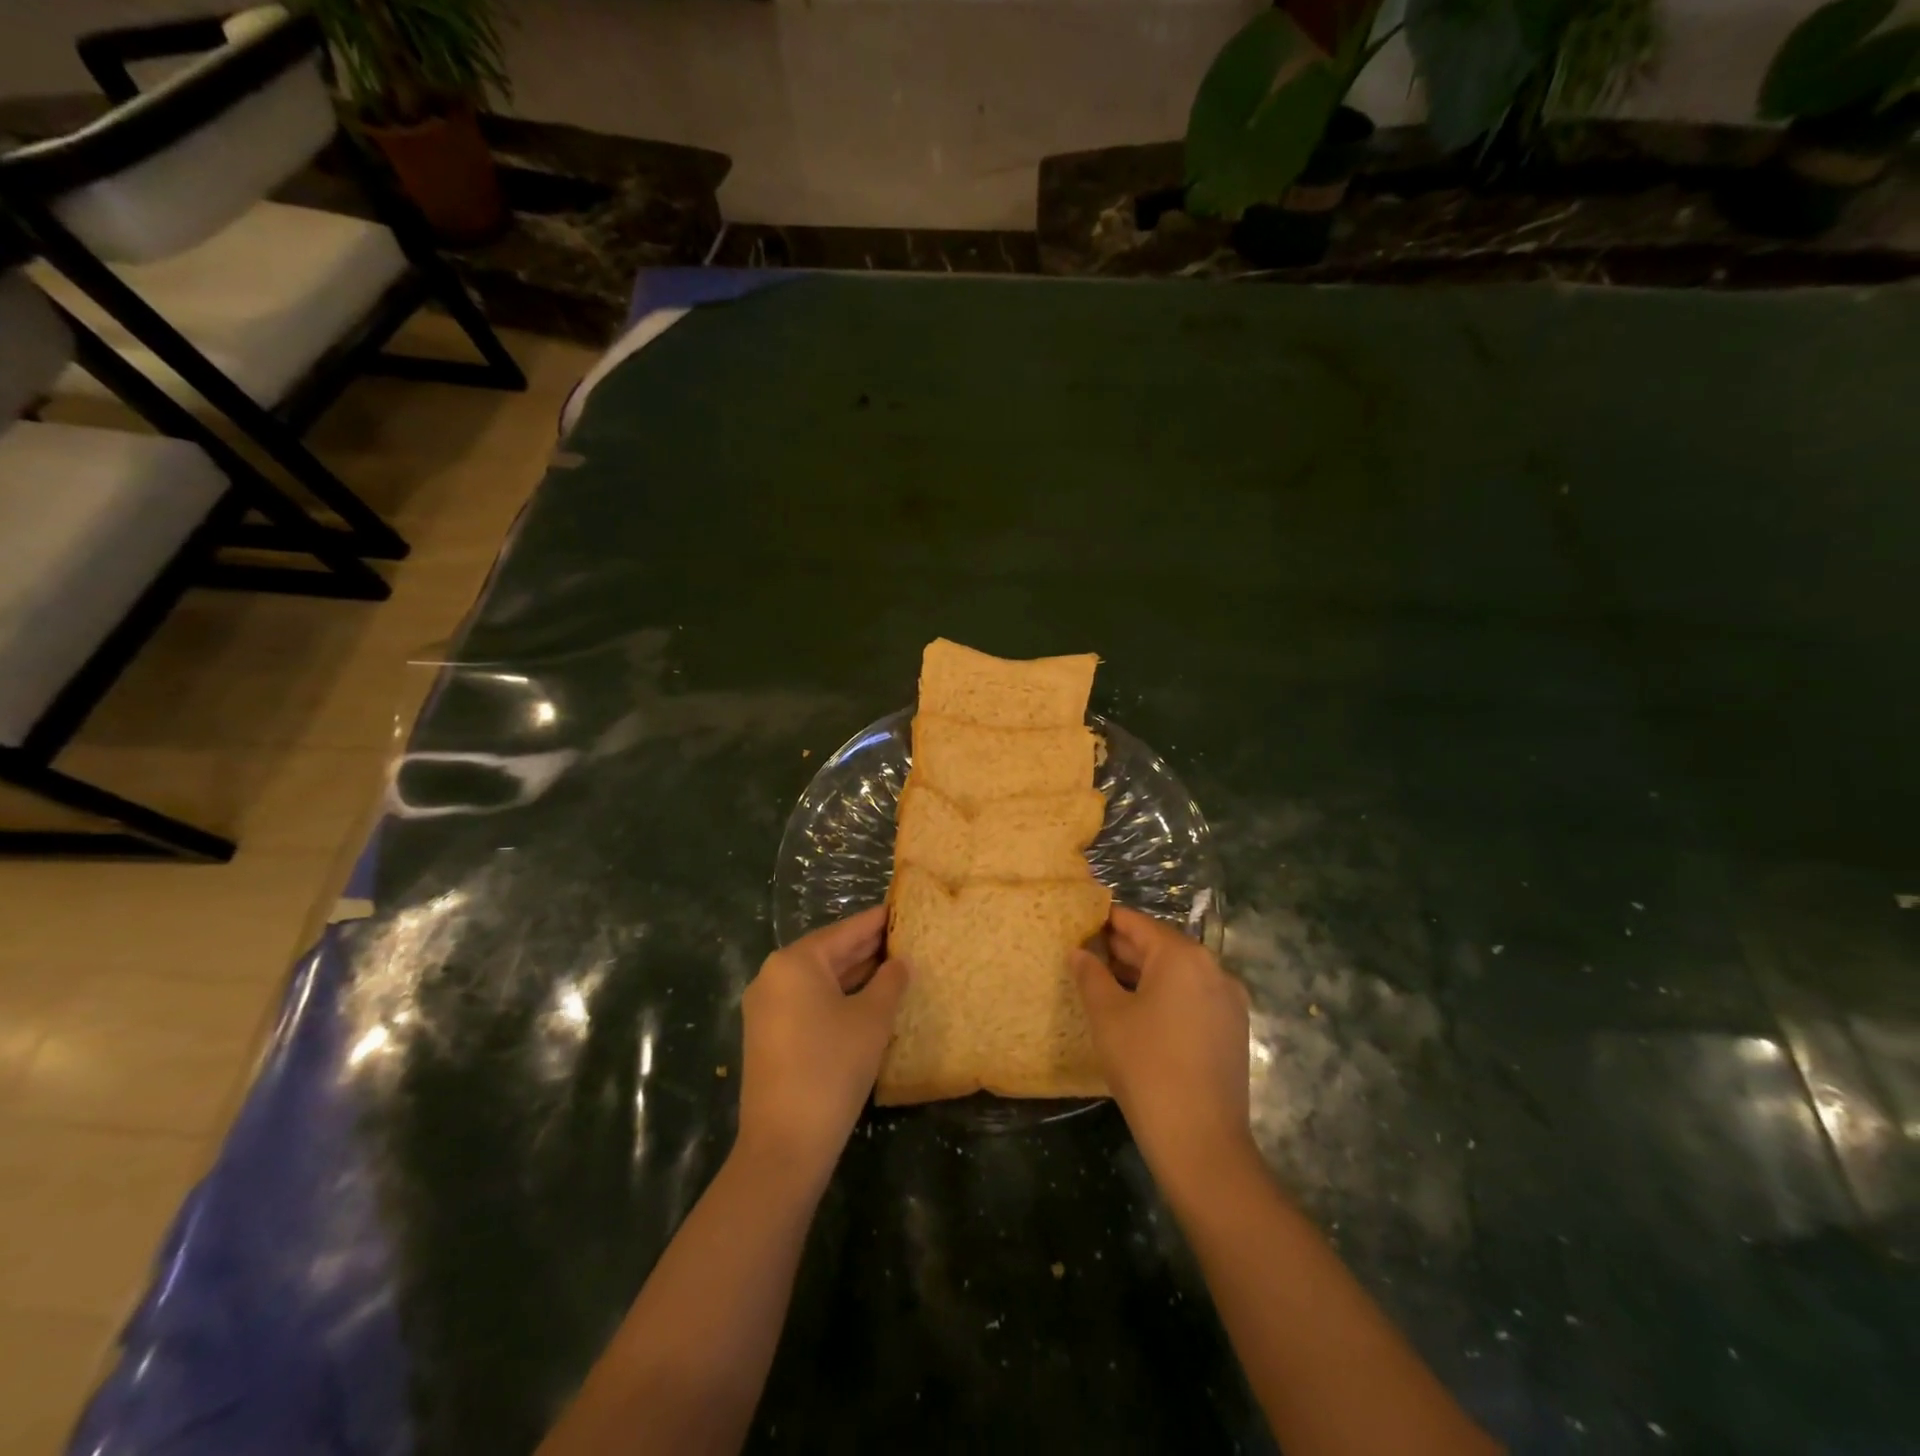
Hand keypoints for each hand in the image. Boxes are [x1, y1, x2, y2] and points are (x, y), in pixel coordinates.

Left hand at [736, 906, 907, 1190]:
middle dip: (867, 948)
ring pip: (819, 979)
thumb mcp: (872, 1019)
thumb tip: (901, 962)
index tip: (903, 908)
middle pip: (829, 952)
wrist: (785, 1143)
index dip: (877, 921)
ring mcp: (766, 1007)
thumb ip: (890, 981)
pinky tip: (867, 1000)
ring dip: (855, 974)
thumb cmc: (832, 1066)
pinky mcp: (768, 1035)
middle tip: (906, 937)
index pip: (845, 931)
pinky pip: (808, 1002)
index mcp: (795, 962)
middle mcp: (774, 976)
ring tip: (895, 965)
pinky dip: (837, 997)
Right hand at [1073, 906, 1253, 1186]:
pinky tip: (1138, 1013)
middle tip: (1085, 954)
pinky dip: (1165, 996)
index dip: (1105, 921)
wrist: (1201, 1141)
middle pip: (1160, 947)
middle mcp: (1213, 968)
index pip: (1137, 924)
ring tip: (1104, 983)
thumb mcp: (1107, 1016)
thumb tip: (1079, 952)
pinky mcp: (1232, 1030)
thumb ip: (1090, 975)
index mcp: (1183, 956)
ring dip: (1142, 974)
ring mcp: (1228, 1001)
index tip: (1079, 922)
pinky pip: (1192, 997)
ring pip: (1177, 974)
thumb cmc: (1146, 1066)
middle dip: (1122, 949)